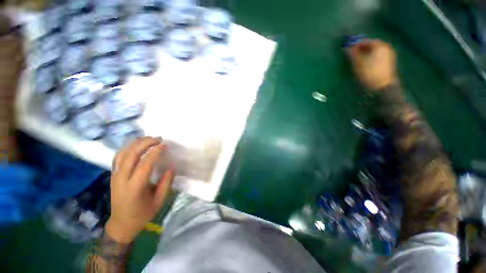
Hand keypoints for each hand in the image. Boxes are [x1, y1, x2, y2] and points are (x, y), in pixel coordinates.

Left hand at [106, 137, 174, 242]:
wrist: (121, 224)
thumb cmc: (143, 214)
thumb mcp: (159, 201)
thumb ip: (166, 183)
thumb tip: (171, 167)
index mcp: (135, 187)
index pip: (145, 164)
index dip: (155, 152)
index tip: (165, 145)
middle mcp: (122, 179)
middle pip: (131, 155)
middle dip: (145, 143)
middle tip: (158, 139)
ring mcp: (115, 176)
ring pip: (123, 153)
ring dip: (136, 143)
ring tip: (149, 138)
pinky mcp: (113, 175)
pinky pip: (118, 157)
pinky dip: (127, 148)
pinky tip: (136, 145)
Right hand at [347, 39, 396, 90]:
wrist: (382, 86)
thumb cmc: (369, 73)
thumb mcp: (357, 63)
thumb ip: (352, 54)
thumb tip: (346, 48)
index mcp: (379, 45)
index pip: (365, 41)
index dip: (356, 45)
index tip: (349, 51)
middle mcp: (386, 47)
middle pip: (372, 45)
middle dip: (362, 49)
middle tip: (353, 55)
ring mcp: (389, 55)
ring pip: (375, 51)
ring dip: (367, 54)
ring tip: (359, 61)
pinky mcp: (390, 63)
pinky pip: (379, 56)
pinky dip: (372, 58)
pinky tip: (367, 64)